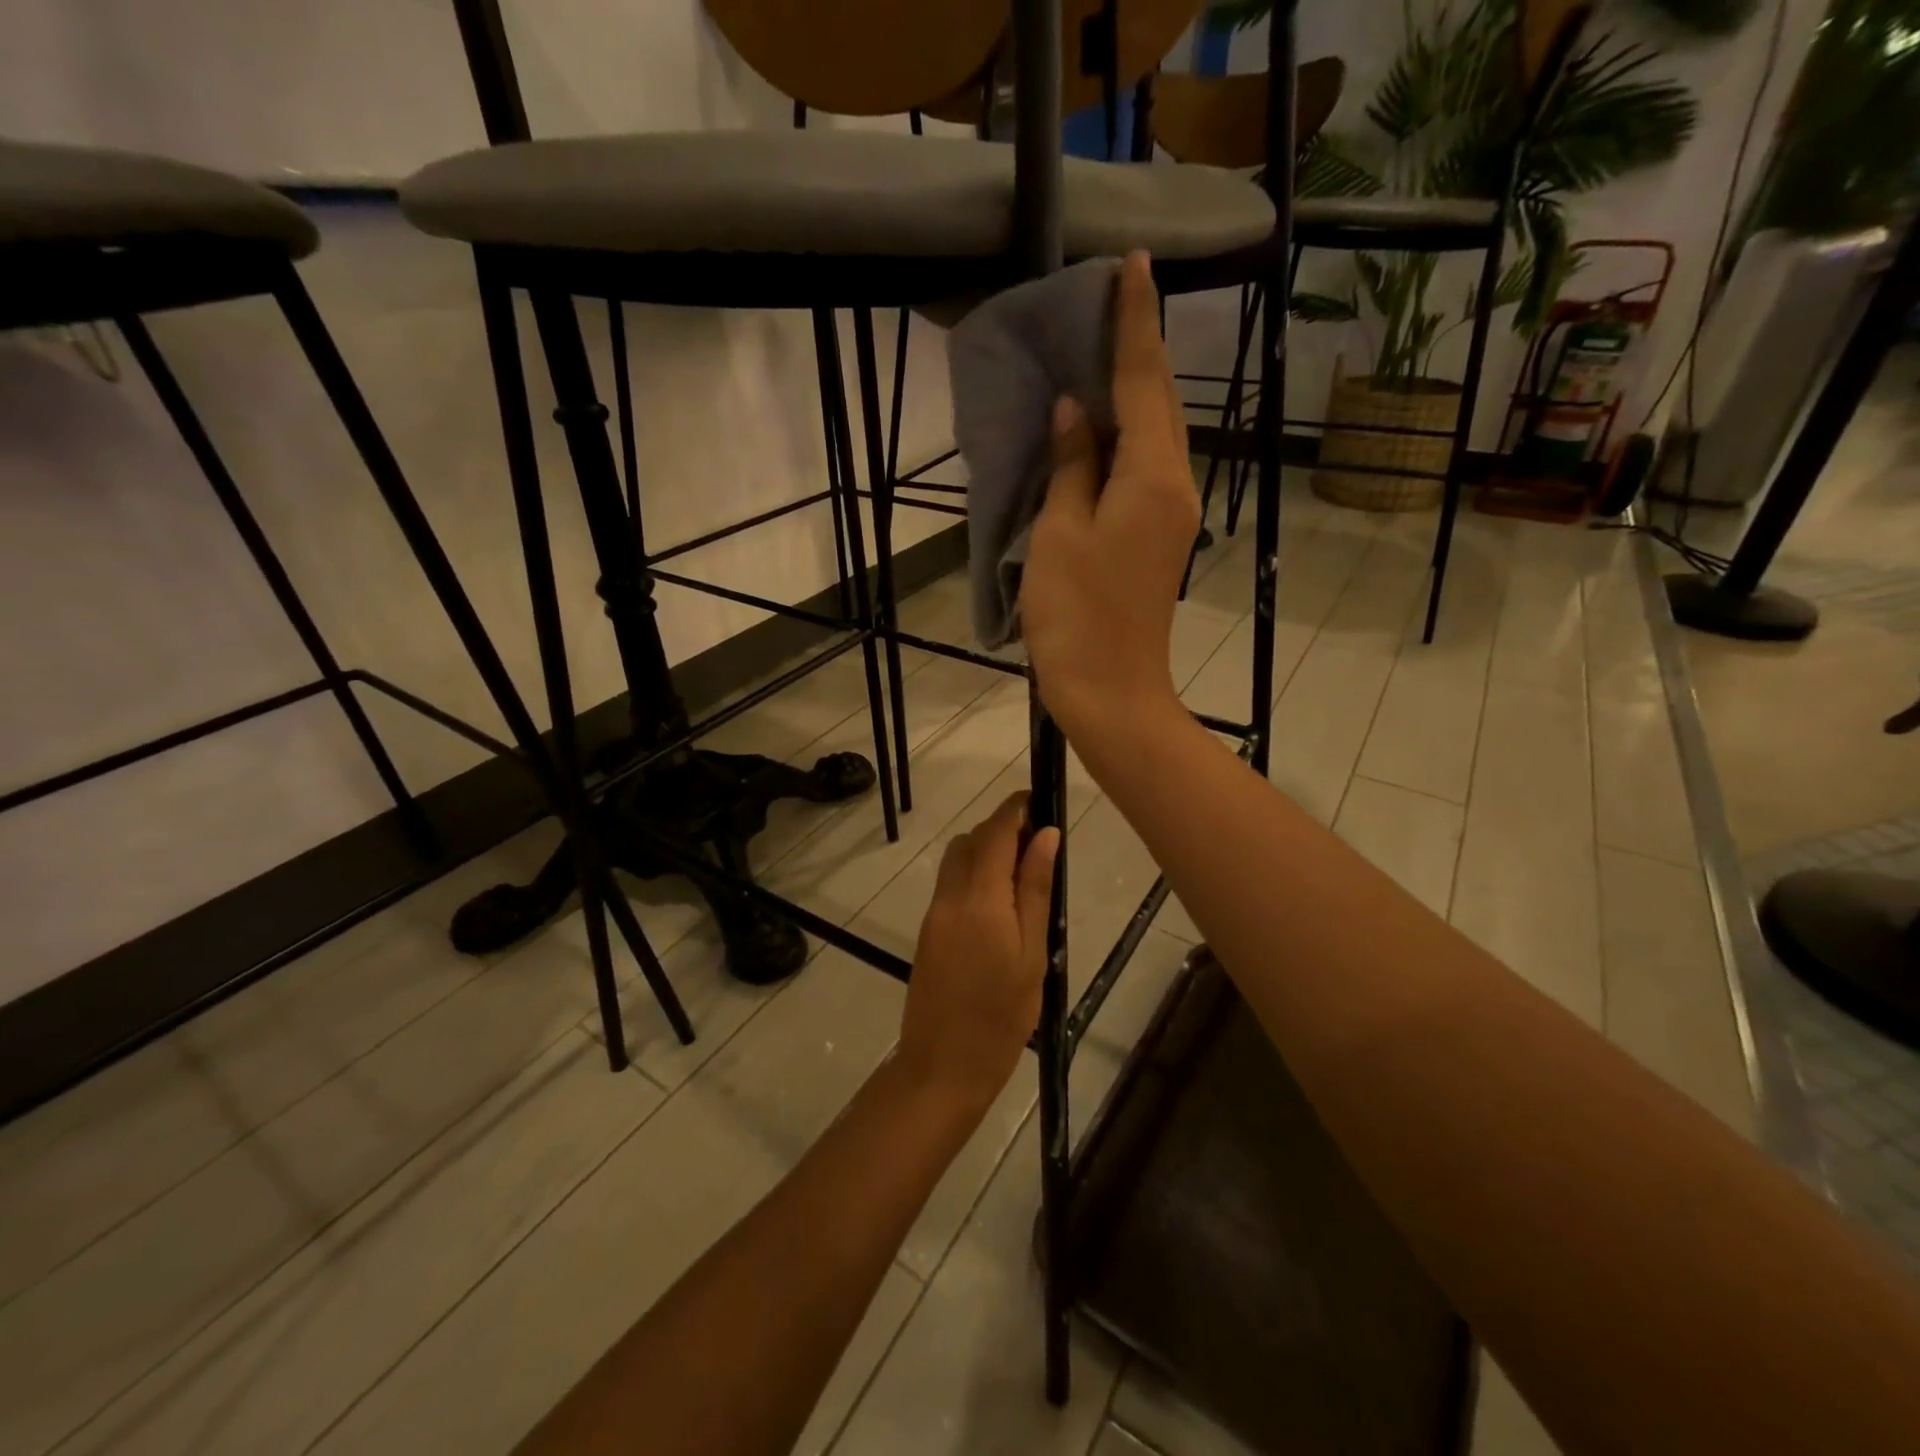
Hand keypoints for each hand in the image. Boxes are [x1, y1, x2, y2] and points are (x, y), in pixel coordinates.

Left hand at [895, 793, 1061, 1110]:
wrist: (943, 1065)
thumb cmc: (1001, 1016)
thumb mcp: (1032, 953)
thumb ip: (1035, 890)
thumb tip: (1046, 835)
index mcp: (980, 898)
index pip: (995, 832)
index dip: (1016, 808)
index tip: (1040, 800)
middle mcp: (950, 895)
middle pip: (972, 840)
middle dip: (1002, 827)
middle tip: (1039, 842)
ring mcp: (935, 912)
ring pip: (957, 858)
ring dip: (986, 849)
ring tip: (1023, 872)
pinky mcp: (929, 929)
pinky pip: (951, 882)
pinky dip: (974, 873)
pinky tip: (1000, 900)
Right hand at [1021, 251, 1199, 747]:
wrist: (1109, 689)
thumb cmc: (1076, 614)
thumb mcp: (1060, 532)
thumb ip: (1071, 465)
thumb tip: (1075, 412)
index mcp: (1152, 477)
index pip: (1145, 383)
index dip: (1134, 324)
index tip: (1132, 267)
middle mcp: (1175, 487)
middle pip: (1162, 405)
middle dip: (1140, 352)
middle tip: (1112, 304)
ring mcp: (1172, 516)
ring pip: (1156, 438)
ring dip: (1134, 394)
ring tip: (1101, 355)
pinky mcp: (1158, 540)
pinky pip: (1146, 470)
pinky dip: (1126, 439)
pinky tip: (1099, 429)